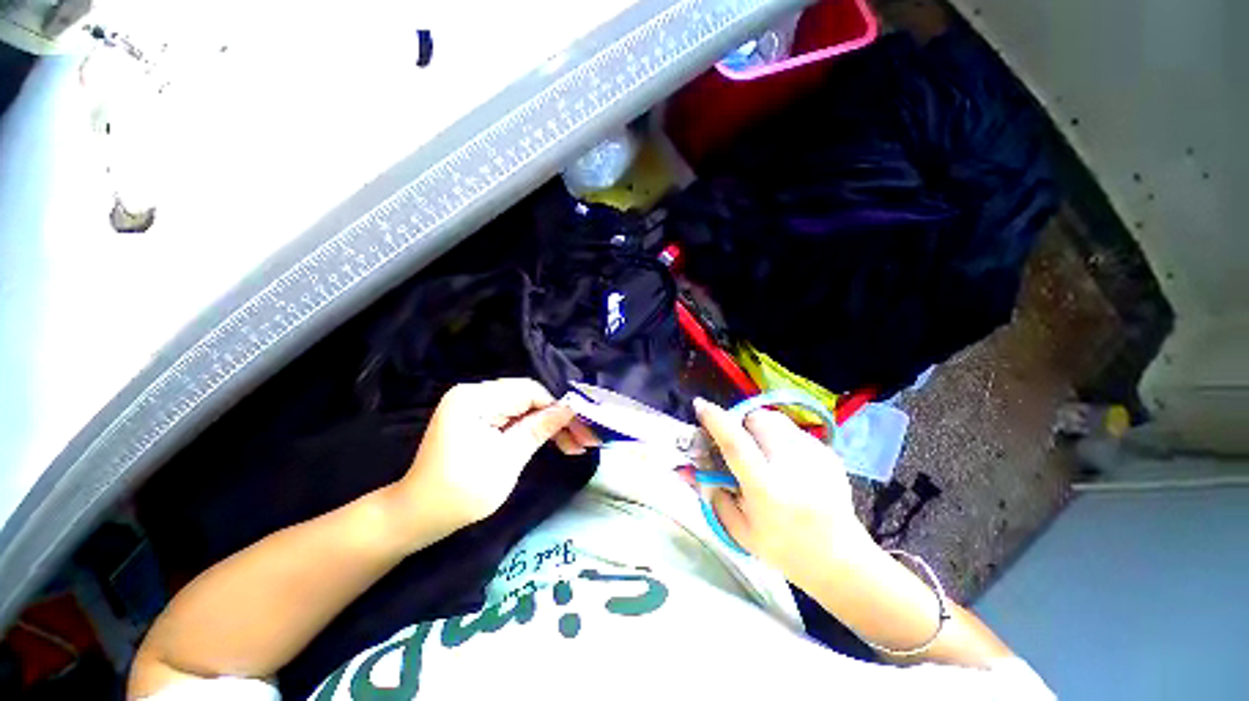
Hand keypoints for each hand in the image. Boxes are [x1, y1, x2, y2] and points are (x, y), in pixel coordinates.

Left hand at [389, 379, 597, 542]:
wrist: (418, 516)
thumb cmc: (460, 493)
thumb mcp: (507, 461)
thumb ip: (539, 429)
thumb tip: (571, 409)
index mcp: (475, 399)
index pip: (529, 392)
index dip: (559, 408)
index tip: (583, 429)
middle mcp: (474, 393)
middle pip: (529, 398)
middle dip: (558, 418)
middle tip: (584, 441)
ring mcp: (475, 405)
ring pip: (526, 407)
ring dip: (549, 425)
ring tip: (573, 445)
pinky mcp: (479, 417)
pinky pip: (515, 416)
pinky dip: (534, 429)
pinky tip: (553, 440)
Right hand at [695, 398, 873, 586]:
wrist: (841, 560)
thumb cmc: (783, 549)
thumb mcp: (738, 529)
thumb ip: (711, 493)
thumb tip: (687, 468)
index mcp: (766, 489)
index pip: (735, 444)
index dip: (715, 421)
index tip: (700, 406)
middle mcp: (791, 465)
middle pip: (758, 419)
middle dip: (741, 423)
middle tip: (738, 441)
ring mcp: (814, 456)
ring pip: (776, 419)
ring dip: (760, 428)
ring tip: (762, 451)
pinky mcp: (827, 452)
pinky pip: (793, 430)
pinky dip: (781, 437)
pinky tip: (786, 464)